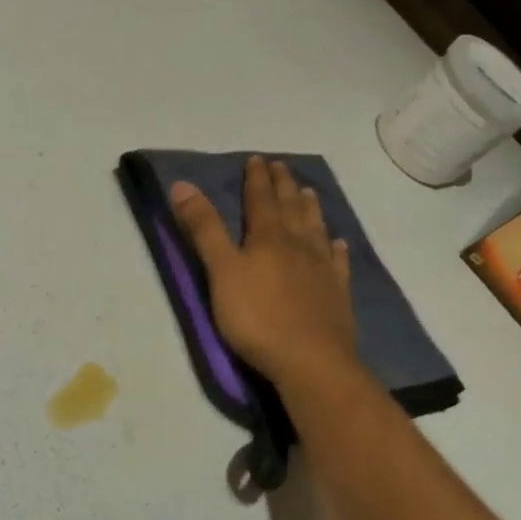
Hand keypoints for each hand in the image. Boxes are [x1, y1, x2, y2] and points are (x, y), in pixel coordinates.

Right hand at [171, 156, 358, 388]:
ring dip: (309, 208)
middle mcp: (298, 245)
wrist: (310, 360)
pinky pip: (337, 262)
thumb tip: (183, 184)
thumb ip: (204, 229)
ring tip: (307, 192)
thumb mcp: (221, 272)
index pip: (260, 199)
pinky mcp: (337, 293)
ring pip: (315, 228)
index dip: (256, 179)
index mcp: (268, 237)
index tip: (256, 159)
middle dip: (283, 186)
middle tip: (282, 166)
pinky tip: (338, 243)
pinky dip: (336, 249)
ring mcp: (322, 268)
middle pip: (290, 208)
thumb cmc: (257, 317)